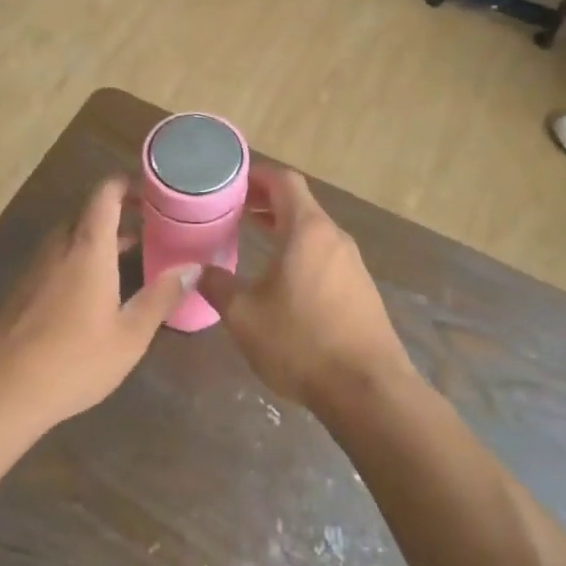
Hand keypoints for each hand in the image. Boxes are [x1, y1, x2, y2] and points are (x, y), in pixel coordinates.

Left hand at [0, 178, 199, 433]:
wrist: (2, 392)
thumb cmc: (75, 361)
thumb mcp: (130, 335)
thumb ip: (161, 297)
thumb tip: (192, 268)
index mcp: (87, 248)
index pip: (105, 194)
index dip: (128, 184)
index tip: (153, 193)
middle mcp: (57, 247)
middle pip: (87, 213)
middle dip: (117, 215)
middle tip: (149, 230)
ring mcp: (33, 268)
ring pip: (69, 237)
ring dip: (97, 239)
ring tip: (128, 261)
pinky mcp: (19, 289)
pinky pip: (54, 259)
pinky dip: (77, 259)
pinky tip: (92, 293)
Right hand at [196, 164, 410, 408]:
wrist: (367, 390)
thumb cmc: (301, 342)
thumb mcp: (244, 315)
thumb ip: (217, 286)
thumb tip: (198, 271)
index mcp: (308, 230)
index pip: (284, 181)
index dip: (256, 175)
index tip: (230, 181)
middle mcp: (334, 238)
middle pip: (299, 203)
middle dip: (264, 201)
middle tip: (231, 209)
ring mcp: (352, 264)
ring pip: (312, 231)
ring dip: (282, 227)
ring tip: (250, 237)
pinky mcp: (360, 290)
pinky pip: (324, 255)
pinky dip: (298, 251)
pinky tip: (280, 278)